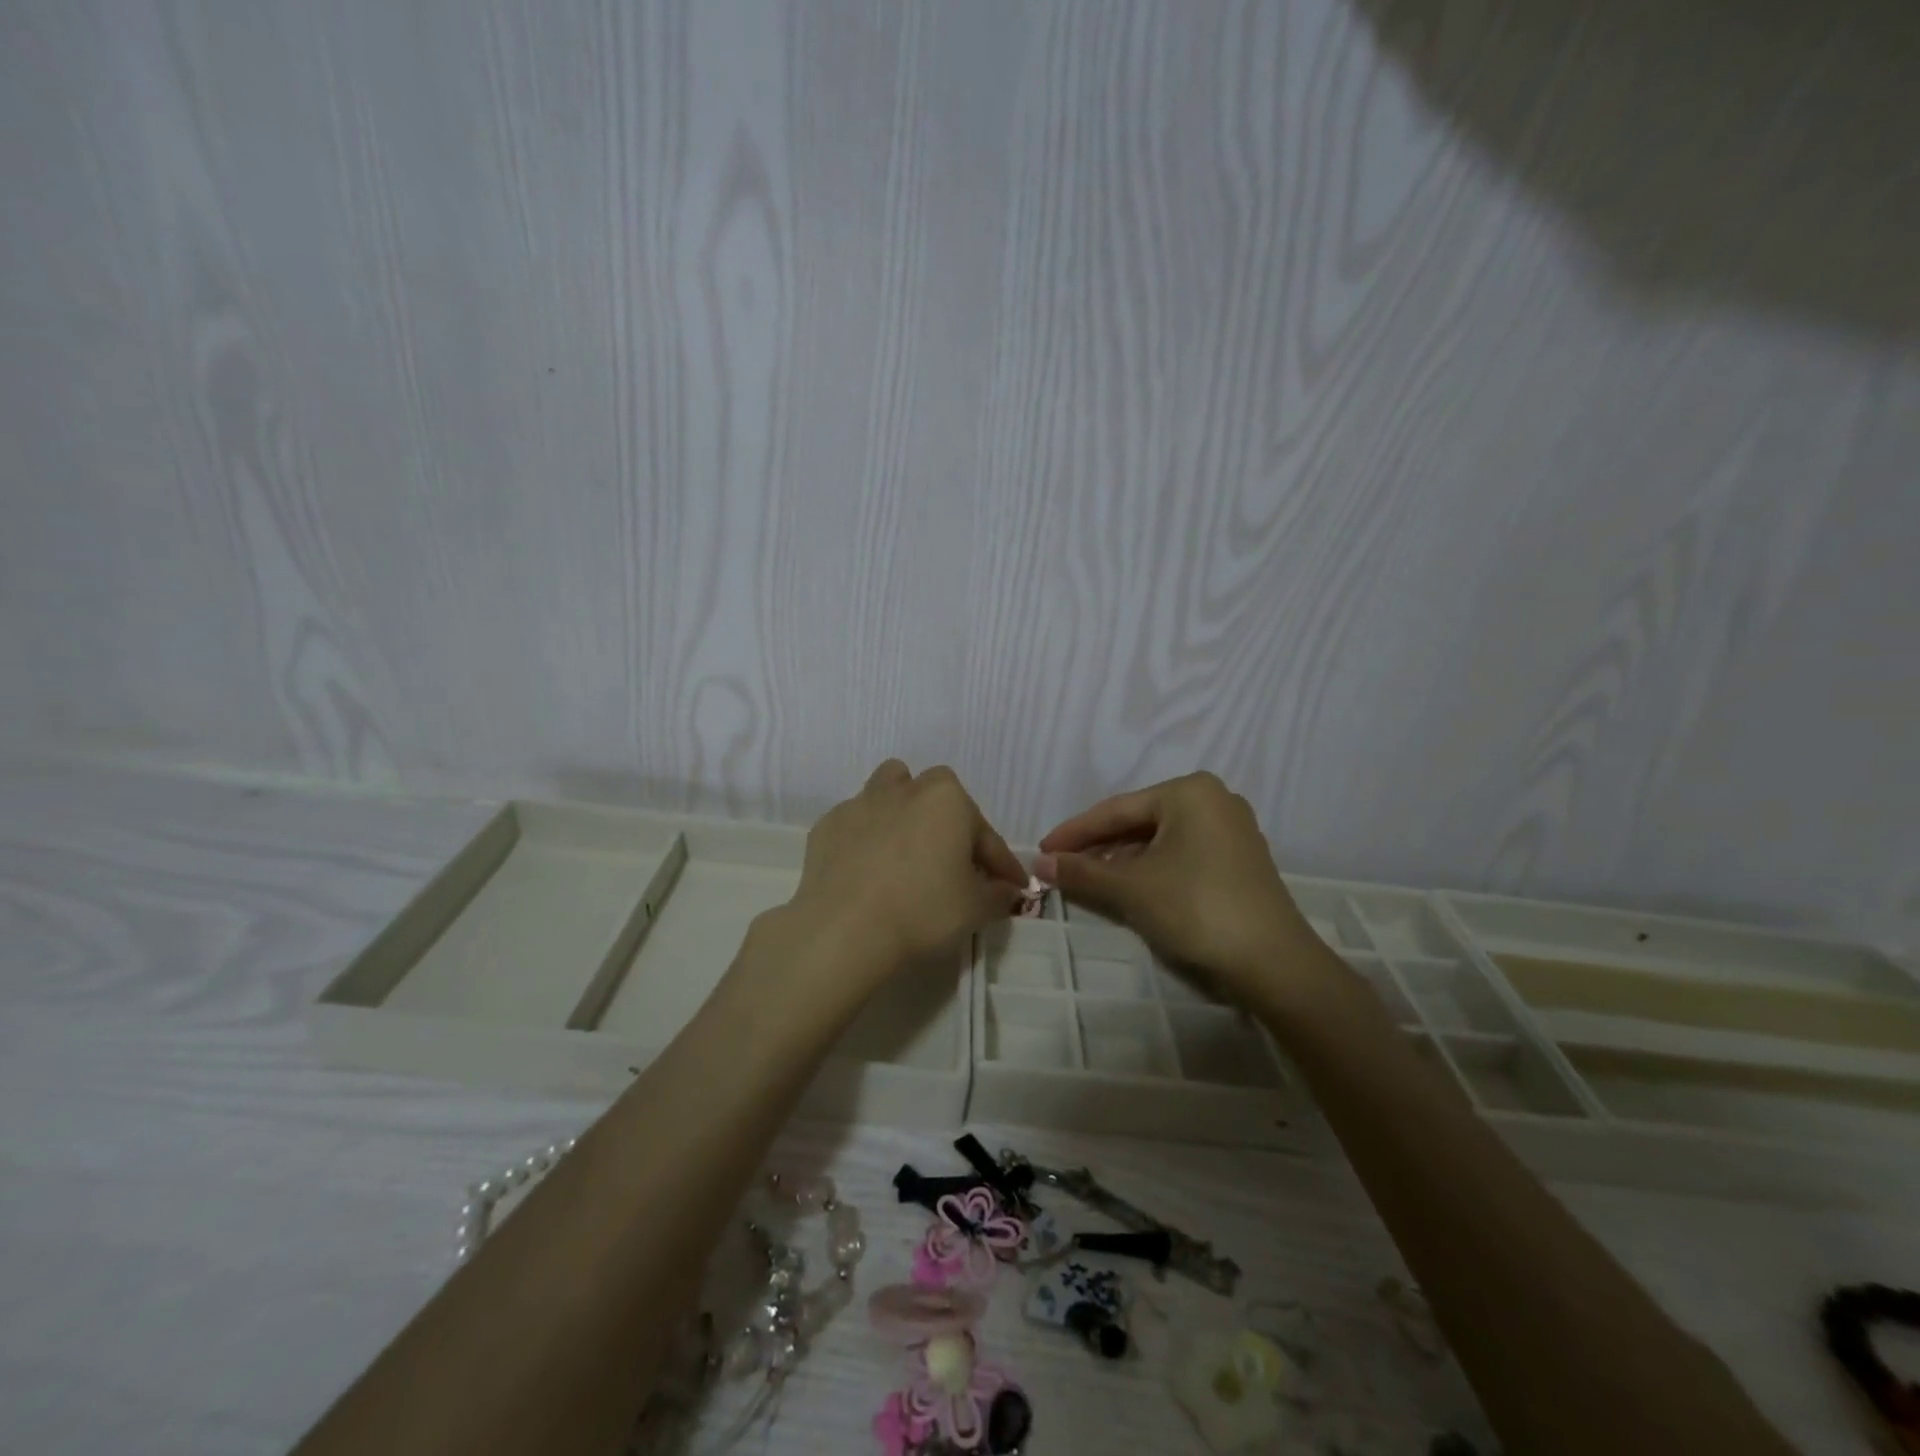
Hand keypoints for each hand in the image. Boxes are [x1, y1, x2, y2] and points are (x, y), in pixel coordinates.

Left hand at [784, 760, 1027, 985]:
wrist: (844, 931)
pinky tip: (868, 869)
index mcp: (947, 800)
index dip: (1001, 864)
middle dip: (949, 821)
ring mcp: (861, 803)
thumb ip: (998, 894)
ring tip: (907, 848)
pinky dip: (867, 839)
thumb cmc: (922, 912)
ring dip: (903, 811)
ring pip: (889, 791)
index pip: (985, 834)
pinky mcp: (827, 826)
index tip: (1010, 887)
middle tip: (954, 862)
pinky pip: (856, 823)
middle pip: (936, 794)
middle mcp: (905, 789)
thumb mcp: (976, 909)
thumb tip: (1006, 890)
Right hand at [1035, 772, 1317, 1002]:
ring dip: (1122, 861)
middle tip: (1062, 867)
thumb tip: (1039, 864)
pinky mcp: (1240, 860)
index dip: (1074, 832)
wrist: (1273, 963)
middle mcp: (1213, 800)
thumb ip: (1082, 872)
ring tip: (1088, 880)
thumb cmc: (1196, 908)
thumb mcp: (1131, 888)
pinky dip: (1151, 869)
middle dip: (1098, 847)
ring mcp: (1231, 830)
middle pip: (1139, 822)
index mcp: (1189, 791)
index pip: (1116, 809)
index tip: (1042, 850)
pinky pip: (1181, 854)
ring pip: (1160, 840)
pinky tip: (1129, 887)